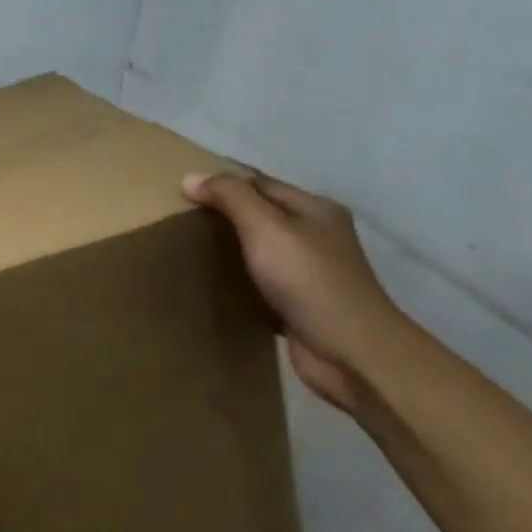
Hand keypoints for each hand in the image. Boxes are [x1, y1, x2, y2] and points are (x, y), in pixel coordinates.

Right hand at [183, 170, 409, 412]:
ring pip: (260, 252)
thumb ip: (230, 197)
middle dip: (224, 218)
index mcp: (315, 209)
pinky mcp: (301, 306)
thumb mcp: (266, 227)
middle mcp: (316, 236)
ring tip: (190, 252)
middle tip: (180, 223)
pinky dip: (240, 284)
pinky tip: (214, 287)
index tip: (183, 194)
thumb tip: (190, 177)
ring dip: (230, 252)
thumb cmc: (309, 280)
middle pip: (260, 216)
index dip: (223, 185)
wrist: (351, 353)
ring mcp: (311, 273)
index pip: (259, 184)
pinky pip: (262, 285)